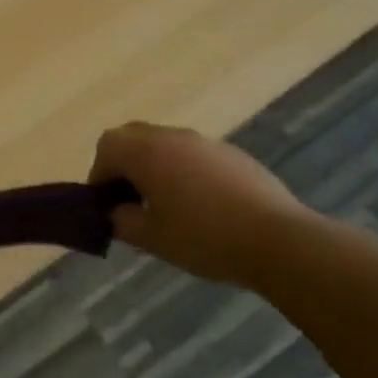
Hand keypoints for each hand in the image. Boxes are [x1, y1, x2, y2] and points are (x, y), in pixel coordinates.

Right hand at [90, 122, 308, 287]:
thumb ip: (121, 221)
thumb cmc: (203, 238)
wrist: (277, 240)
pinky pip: (193, 154)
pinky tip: (199, 206)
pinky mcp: (232, 155)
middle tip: (130, 200)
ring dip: (154, 166)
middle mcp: (173, 137)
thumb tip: (115, 212)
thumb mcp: (150, 238)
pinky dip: (183, 171)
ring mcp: (206, 143)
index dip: (99, 175)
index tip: (107, 205)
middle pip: (133, 137)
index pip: (107, 147)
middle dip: (123, 164)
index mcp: (147, 152)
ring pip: (165, 144)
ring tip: (165, 206)